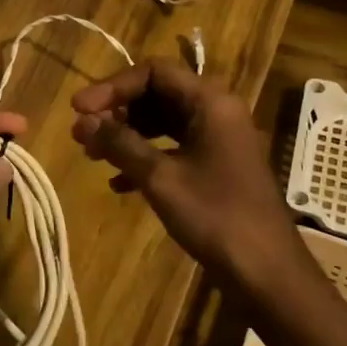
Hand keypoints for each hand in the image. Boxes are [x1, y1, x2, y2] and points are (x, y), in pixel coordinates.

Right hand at [71, 60, 305, 298]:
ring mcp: (218, 140)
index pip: (154, 72)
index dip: (113, 86)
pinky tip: (118, 183)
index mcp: (210, 102)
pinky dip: (145, 157)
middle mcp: (216, 112)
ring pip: (163, 122)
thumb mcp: (160, 177)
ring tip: (93, 155)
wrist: (267, 273)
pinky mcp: (216, 166)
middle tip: (83, 132)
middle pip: (157, 93)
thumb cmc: (216, 216)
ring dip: (127, 134)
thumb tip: (82, 121)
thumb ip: (120, 143)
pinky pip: (173, 147)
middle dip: (117, 111)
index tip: (79, 109)